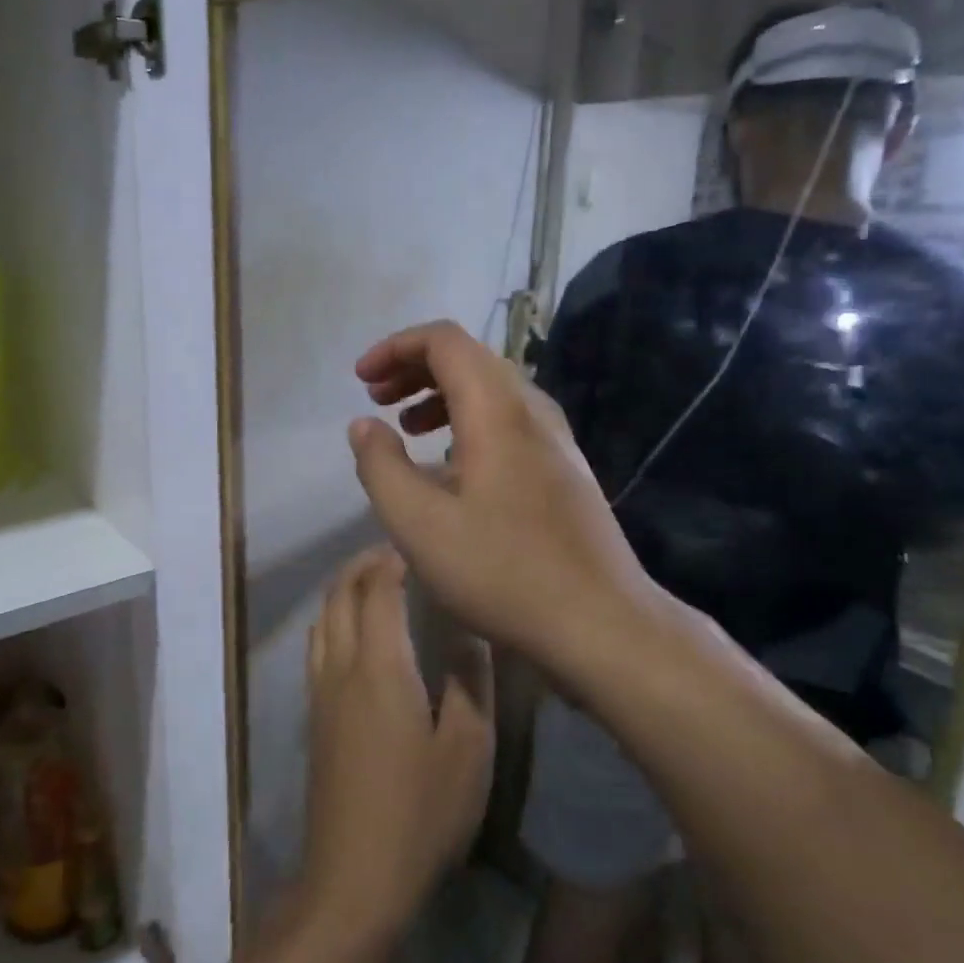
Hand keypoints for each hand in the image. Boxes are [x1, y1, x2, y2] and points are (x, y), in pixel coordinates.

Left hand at [301, 547, 493, 940]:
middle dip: (363, 565)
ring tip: (374, 584)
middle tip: (396, 555)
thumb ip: (470, 680)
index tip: (417, 547)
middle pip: (339, 595)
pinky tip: (356, 636)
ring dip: (343, 590)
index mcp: (379, 665)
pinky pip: (317, 646)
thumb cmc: (420, 813)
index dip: (393, 560)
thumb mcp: (468, 749)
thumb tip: (469, 631)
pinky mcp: (313, 718)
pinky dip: (333, 619)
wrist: (353, 879)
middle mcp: (340, 667)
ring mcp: (320, 693)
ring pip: (322, 619)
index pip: (377, 590)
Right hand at [348, 321, 660, 675]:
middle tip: (377, 399)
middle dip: (415, 369)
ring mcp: (555, 440)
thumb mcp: (419, 525)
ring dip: (442, 396)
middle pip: (469, 359)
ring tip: (407, 428)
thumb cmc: (503, 571)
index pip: (445, 341)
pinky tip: (451, 466)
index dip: (397, 347)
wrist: (601, 622)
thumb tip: (363, 425)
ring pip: (492, 391)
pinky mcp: (564, 469)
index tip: (362, 380)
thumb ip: (381, 466)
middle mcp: (531, 411)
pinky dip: (469, 423)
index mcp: (496, 410)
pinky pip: (509, 422)